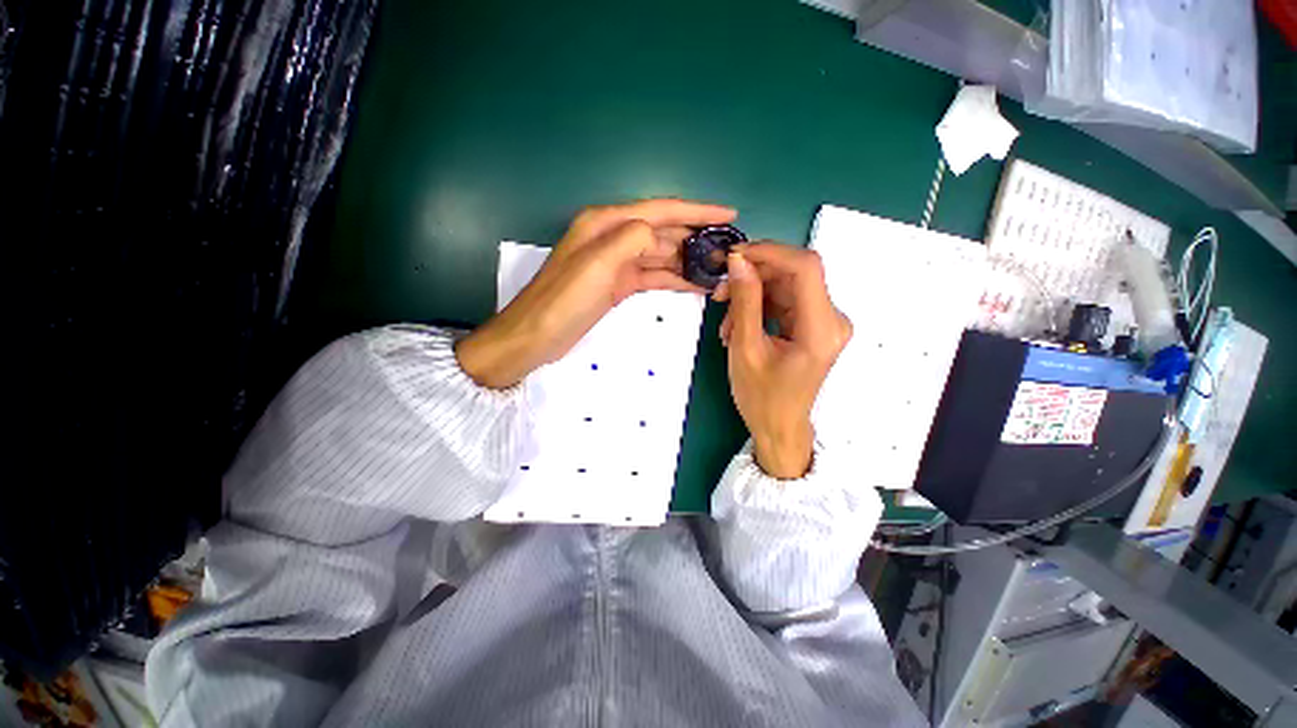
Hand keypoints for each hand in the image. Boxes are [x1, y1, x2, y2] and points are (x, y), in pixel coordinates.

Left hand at [456, 199, 736, 388]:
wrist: (536, 336)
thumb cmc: (563, 300)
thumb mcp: (597, 264)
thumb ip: (631, 239)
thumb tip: (659, 234)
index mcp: (606, 223)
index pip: (660, 209)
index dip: (696, 210)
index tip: (728, 214)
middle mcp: (613, 237)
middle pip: (663, 231)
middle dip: (696, 237)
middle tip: (728, 248)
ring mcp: (617, 262)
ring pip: (661, 255)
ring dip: (688, 260)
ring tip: (719, 268)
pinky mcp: (618, 284)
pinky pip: (653, 276)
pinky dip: (674, 279)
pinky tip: (696, 285)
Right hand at [714, 243, 851, 478]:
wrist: (779, 428)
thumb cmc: (761, 398)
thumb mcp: (746, 348)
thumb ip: (745, 302)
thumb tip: (738, 261)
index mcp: (821, 328)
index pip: (805, 267)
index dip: (769, 253)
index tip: (734, 256)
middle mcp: (832, 319)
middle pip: (794, 275)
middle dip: (753, 277)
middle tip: (719, 292)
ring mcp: (824, 323)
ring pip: (785, 288)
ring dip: (751, 296)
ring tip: (725, 322)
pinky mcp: (813, 327)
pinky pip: (784, 303)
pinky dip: (759, 308)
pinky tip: (738, 327)